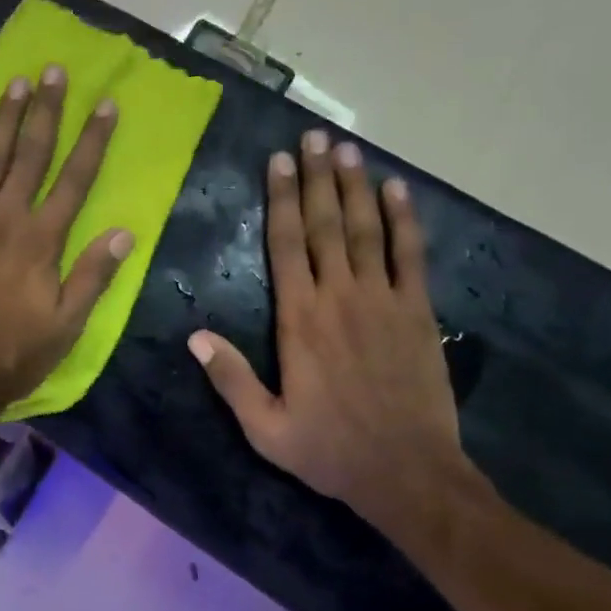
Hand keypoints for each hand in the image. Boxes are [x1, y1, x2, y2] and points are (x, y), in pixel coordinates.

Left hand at [0, 64, 133, 415]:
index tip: (105, 104)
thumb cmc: (13, 353)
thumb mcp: (67, 325)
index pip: (75, 178)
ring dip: (5, 120)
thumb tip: (125, 231)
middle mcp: (5, 219)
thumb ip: (94, 275)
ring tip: (18, 84)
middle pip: (31, 155)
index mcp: (42, 240)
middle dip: (47, 111)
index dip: (92, 139)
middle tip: (54, 71)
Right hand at [188, 131, 463, 523]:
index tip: (278, 161)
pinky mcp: (417, 312)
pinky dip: (404, 220)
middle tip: (312, 136)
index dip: (281, 199)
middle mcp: (339, 298)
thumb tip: (193, 336)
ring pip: (365, 230)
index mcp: (299, 321)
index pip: (286, 246)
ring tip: (346, 149)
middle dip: (316, 177)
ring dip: (355, 186)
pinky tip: (397, 190)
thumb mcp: (265, 428)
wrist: (408, 473)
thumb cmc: (330, 450)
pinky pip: (410, 255)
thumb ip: (230, 379)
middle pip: (324, 225)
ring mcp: (383, 301)